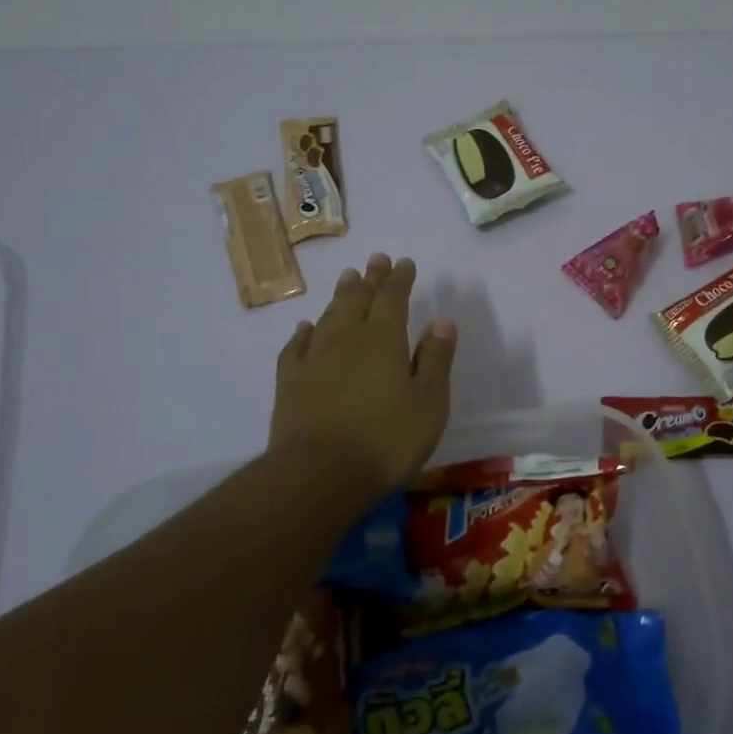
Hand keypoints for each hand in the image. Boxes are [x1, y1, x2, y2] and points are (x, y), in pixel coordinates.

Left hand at [269, 253, 456, 496]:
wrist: (319, 474)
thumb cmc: (387, 438)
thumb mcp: (429, 400)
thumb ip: (436, 358)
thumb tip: (442, 319)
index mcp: (384, 338)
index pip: (393, 298)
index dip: (399, 279)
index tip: (404, 262)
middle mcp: (347, 338)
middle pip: (358, 299)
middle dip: (370, 278)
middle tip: (375, 259)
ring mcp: (314, 359)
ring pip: (329, 316)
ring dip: (340, 296)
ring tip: (347, 278)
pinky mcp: (290, 383)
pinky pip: (296, 347)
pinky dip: (303, 333)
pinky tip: (306, 328)